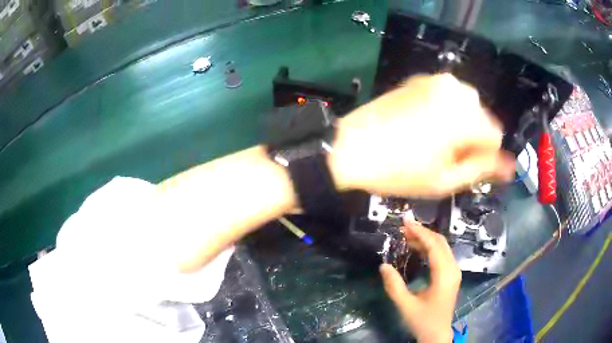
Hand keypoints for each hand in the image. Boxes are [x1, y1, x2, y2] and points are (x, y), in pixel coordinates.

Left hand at [330, 74, 514, 197]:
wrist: (352, 147)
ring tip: (436, 144)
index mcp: (466, 115)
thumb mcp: (446, 180)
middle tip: (449, 159)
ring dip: (460, 125)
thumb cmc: (400, 170)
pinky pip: (446, 97)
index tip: (466, 168)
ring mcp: (435, 80)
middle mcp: (456, 90)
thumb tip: (509, 168)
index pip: (495, 136)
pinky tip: (425, 128)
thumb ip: (482, 169)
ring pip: (465, 106)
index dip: (485, 156)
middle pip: (481, 118)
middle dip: (472, 139)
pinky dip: (445, 112)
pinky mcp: (419, 80)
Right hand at [380, 220, 460, 342]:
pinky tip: (417, 249)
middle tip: (404, 226)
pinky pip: (442, 255)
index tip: (405, 222)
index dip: (420, 232)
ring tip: (407, 236)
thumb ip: (394, 286)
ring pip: (442, 247)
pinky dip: (430, 248)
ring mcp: (454, 272)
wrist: (437, 334)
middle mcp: (453, 269)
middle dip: (423, 232)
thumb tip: (383, 265)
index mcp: (444, 275)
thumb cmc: (423, 321)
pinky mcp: (451, 276)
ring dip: (426, 239)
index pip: (434, 246)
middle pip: (440, 243)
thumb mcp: (405, 306)